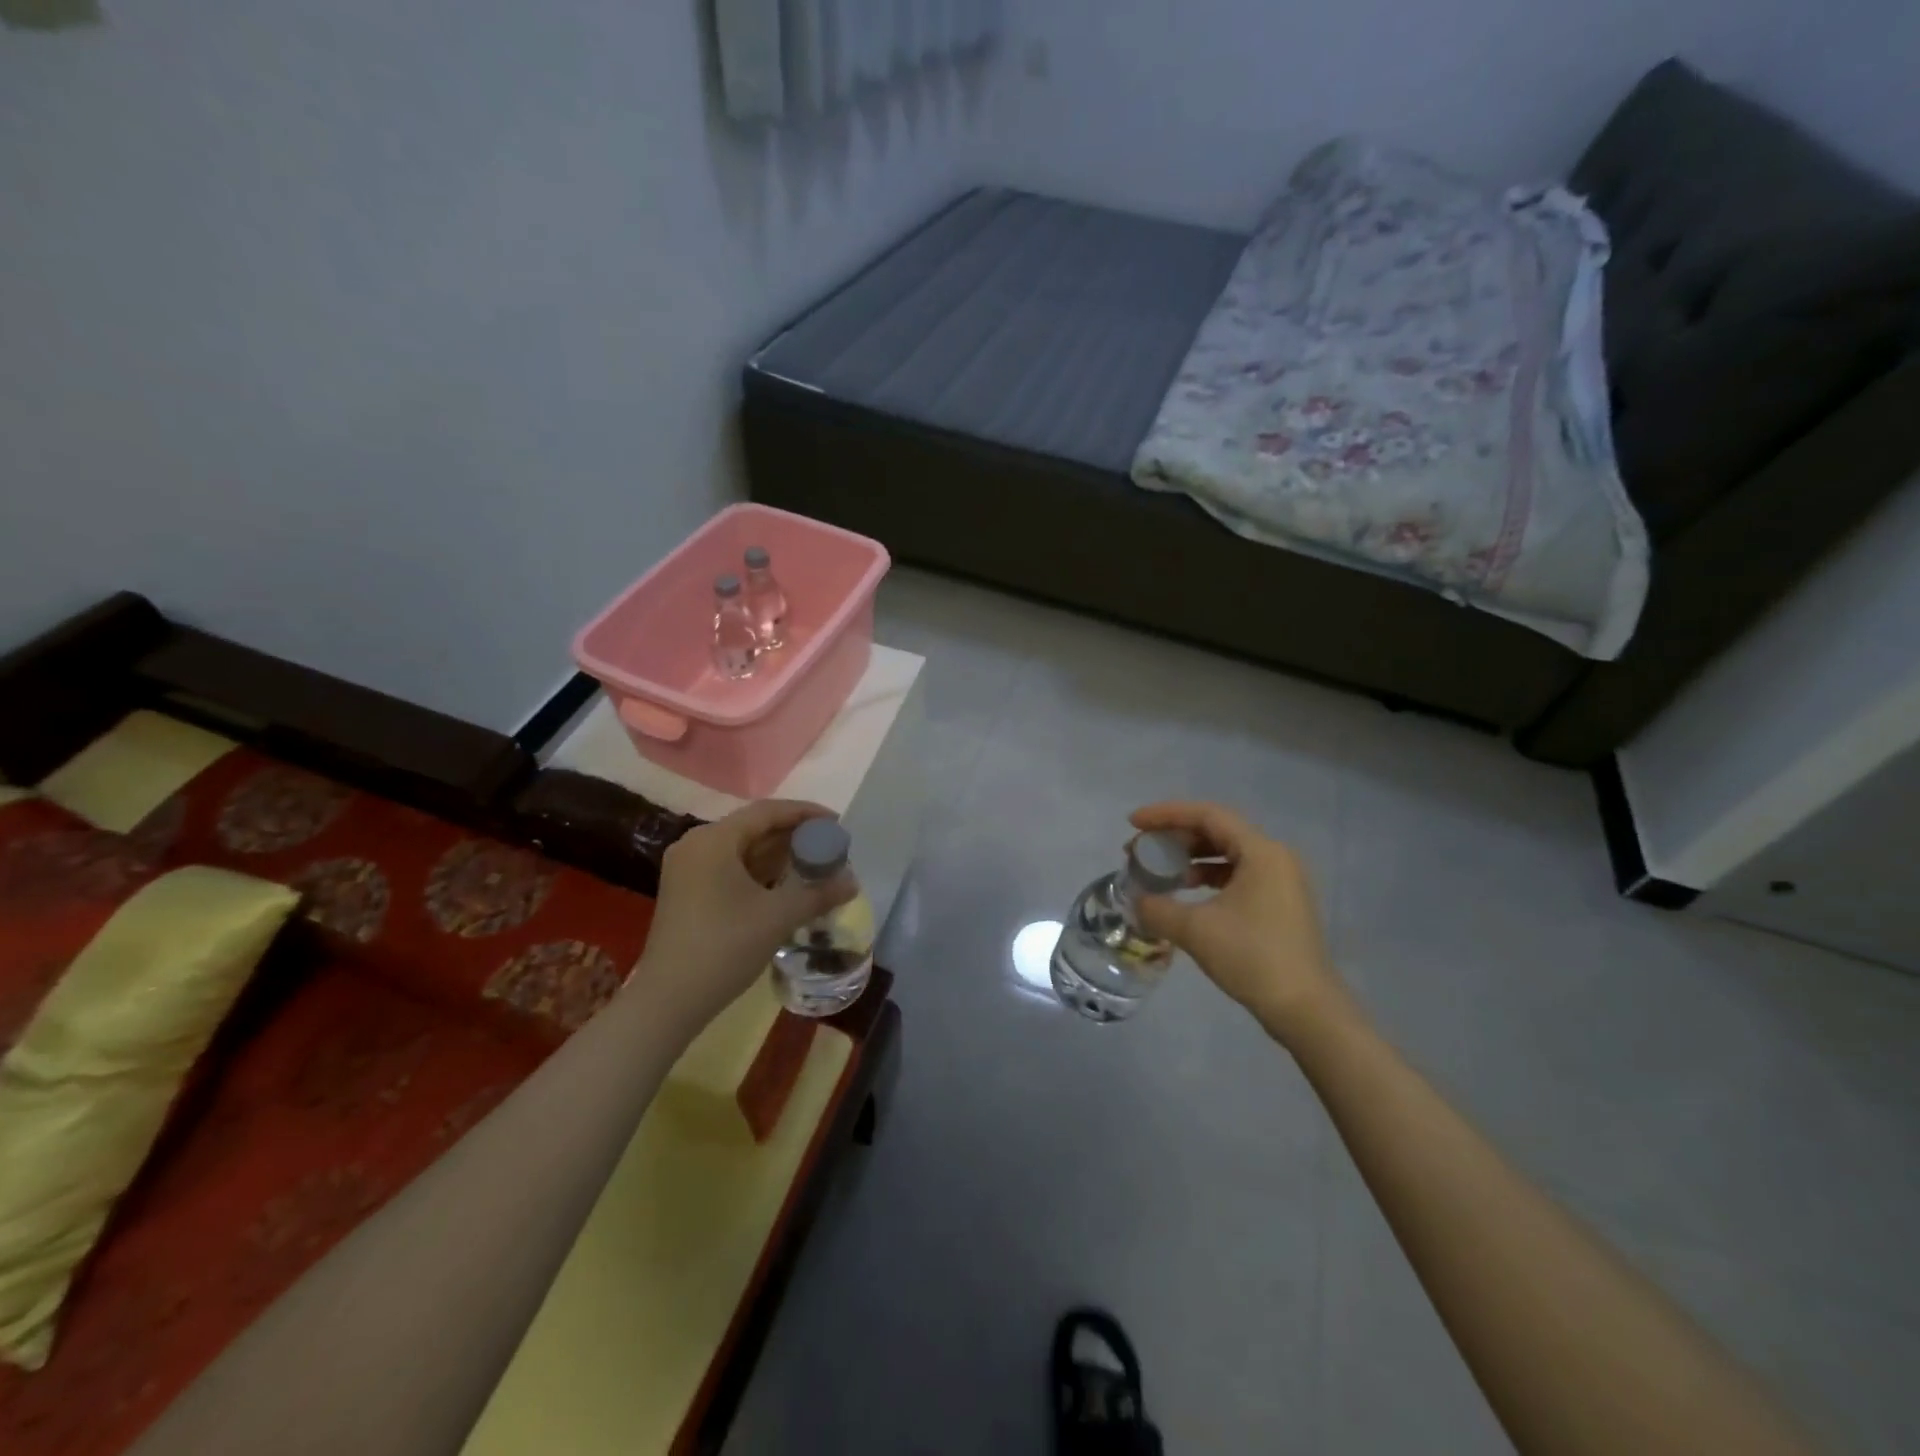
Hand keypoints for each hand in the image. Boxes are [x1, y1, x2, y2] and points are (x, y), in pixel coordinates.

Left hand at [632, 800, 855, 1030]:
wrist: (668, 1001)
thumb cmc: (724, 947)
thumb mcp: (778, 917)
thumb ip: (818, 893)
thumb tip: (853, 882)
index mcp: (714, 840)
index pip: (767, 811)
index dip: (805, 813)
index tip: (837, 823)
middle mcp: (696, 845)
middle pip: (754, 828)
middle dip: (794, 836)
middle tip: (830, 847)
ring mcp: (688, 869)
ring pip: (742, 850)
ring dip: (778, 856)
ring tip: (814, 865)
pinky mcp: (687, 892)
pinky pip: (730, 868)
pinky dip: (760, 872)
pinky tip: (785, 886)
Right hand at [1130, 802, 1344, 1042]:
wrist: (1305, 1008)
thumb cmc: (1252, 957)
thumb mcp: (1195, 930)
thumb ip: (1158, 908)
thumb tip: (1136, 901)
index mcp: (1261, 851)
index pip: (1207, 815)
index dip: (1166, 814)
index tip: (1133, 824)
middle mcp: (1275, 857)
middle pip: (1217, 830)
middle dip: (1175, 836)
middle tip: (1141, 849)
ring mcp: (1281, 880)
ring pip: (1227, 853)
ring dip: (1191, 857)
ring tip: (1160, 871)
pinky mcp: (1280, 902)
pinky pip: (1238, 874)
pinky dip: (1208, 877)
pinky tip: (1186, 893)